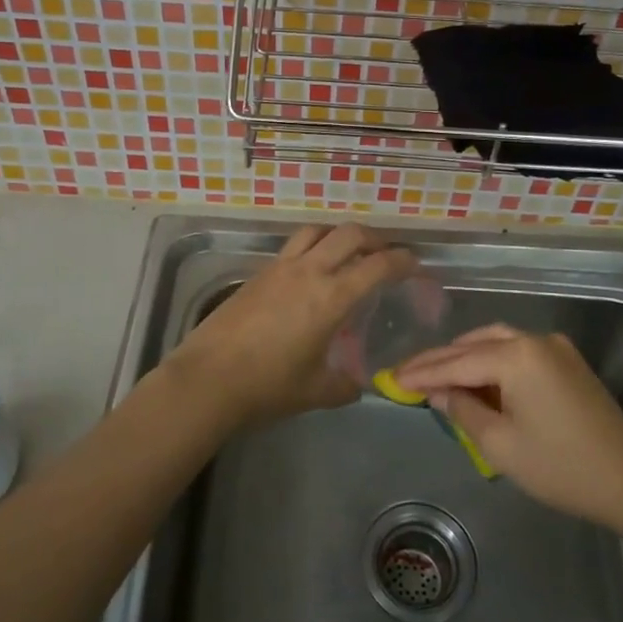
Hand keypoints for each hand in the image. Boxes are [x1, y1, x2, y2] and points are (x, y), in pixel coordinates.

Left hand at [162, 224, 413, 428]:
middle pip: (350, 234)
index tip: (415, 265)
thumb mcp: (315, 391)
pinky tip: (311, 271)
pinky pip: (294, 246)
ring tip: (348, 252)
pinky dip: (313, 246)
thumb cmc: (267, 386)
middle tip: (386, 253)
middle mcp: (309, 271)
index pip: (377, 265)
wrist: (208, 378)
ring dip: (340, 235)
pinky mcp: (258, 273)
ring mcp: (280, 267)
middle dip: (375, 238)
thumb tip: (357, 385)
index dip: (402, 260)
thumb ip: (344, 385)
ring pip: (318, 230)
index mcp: (331, 297)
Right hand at [394, 325, 622, 530]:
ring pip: (496, 342)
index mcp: (516, 356)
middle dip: (440, 360)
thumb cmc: (560, 467)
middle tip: (407, 375)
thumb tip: (438, 392)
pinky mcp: (567, 362)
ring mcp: (555, 347)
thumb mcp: (500, 444)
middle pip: (474, 344)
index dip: (422, 372)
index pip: (456, 361)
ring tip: (436, 376)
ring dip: (465, 357)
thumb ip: (462, 410)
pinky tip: (476, 379)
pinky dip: (492, 362)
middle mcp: (534, 339)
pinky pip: (518, 352)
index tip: (391, 378)